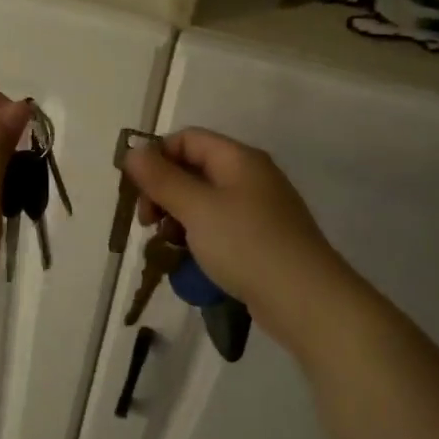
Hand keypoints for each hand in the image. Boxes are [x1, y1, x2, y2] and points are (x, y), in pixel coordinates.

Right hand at [123, 128, 347, 330]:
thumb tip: (133, 151)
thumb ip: (161, 179)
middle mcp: (250, 176)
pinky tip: (188, 258)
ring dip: (176, 216)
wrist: (305, 299)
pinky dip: (197, 235)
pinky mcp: (260, 238)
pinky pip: (218, 225)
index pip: (187, 139)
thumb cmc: (246, 244)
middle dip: (163, 191)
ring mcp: (258, 209)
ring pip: (203, 200)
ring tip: (165, 243)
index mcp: (238, 159)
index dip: (157, 157)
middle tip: (146, 222)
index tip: (136, 191)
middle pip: (194, 169)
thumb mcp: (195, 208)